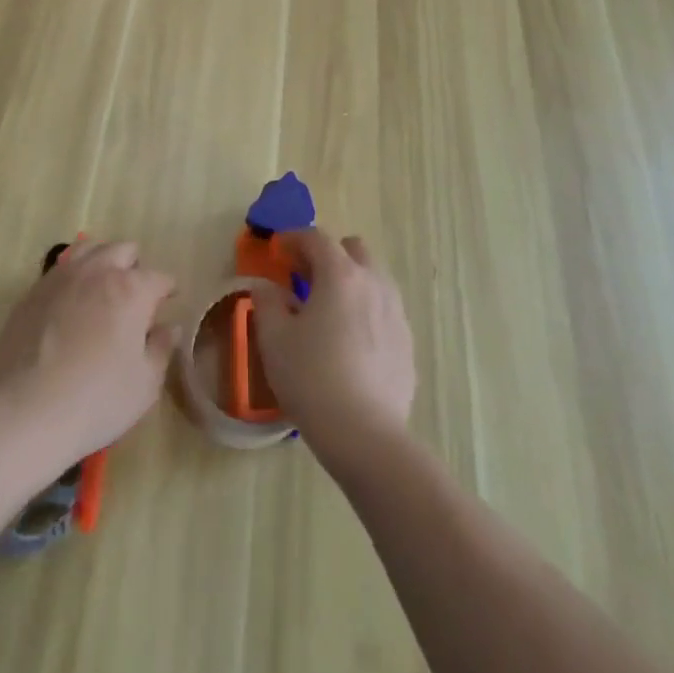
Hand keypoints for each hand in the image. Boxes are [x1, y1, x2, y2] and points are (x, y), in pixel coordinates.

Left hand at [0, 240, 177, 473]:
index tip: (167, 303)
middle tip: (134, 298)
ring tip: (101, 290)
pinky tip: (69, 305)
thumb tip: (169, 327)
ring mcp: (61, 277)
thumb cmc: (96, 400)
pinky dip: (72, 278)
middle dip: (134, 268)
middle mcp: (97, 271)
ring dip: (102, 262)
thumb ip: (161, 349)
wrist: (24, 411)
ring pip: (88, 249)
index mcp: (131, 289)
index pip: (159, 277)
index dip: (167, 290)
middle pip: (123, 250)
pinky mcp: (33, 291)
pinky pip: (60, 269)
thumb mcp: (145, 384)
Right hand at [253, 230, 415, 462]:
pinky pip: (384, 309)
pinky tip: (350, 340)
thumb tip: (267, 287)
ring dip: (350, 280)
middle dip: (328, 255)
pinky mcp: (407, 341)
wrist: (365, 435)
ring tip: (329, 309)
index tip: (277, 249)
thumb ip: (266, 302)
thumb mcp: (273, 338)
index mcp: (340, 274)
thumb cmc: (312, 378)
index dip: (293, 238)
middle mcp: (373, 282)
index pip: (316, 238)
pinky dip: (365, 309)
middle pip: (353, 249)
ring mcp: (395, 311)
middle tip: (305, 278)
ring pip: (373, 277)